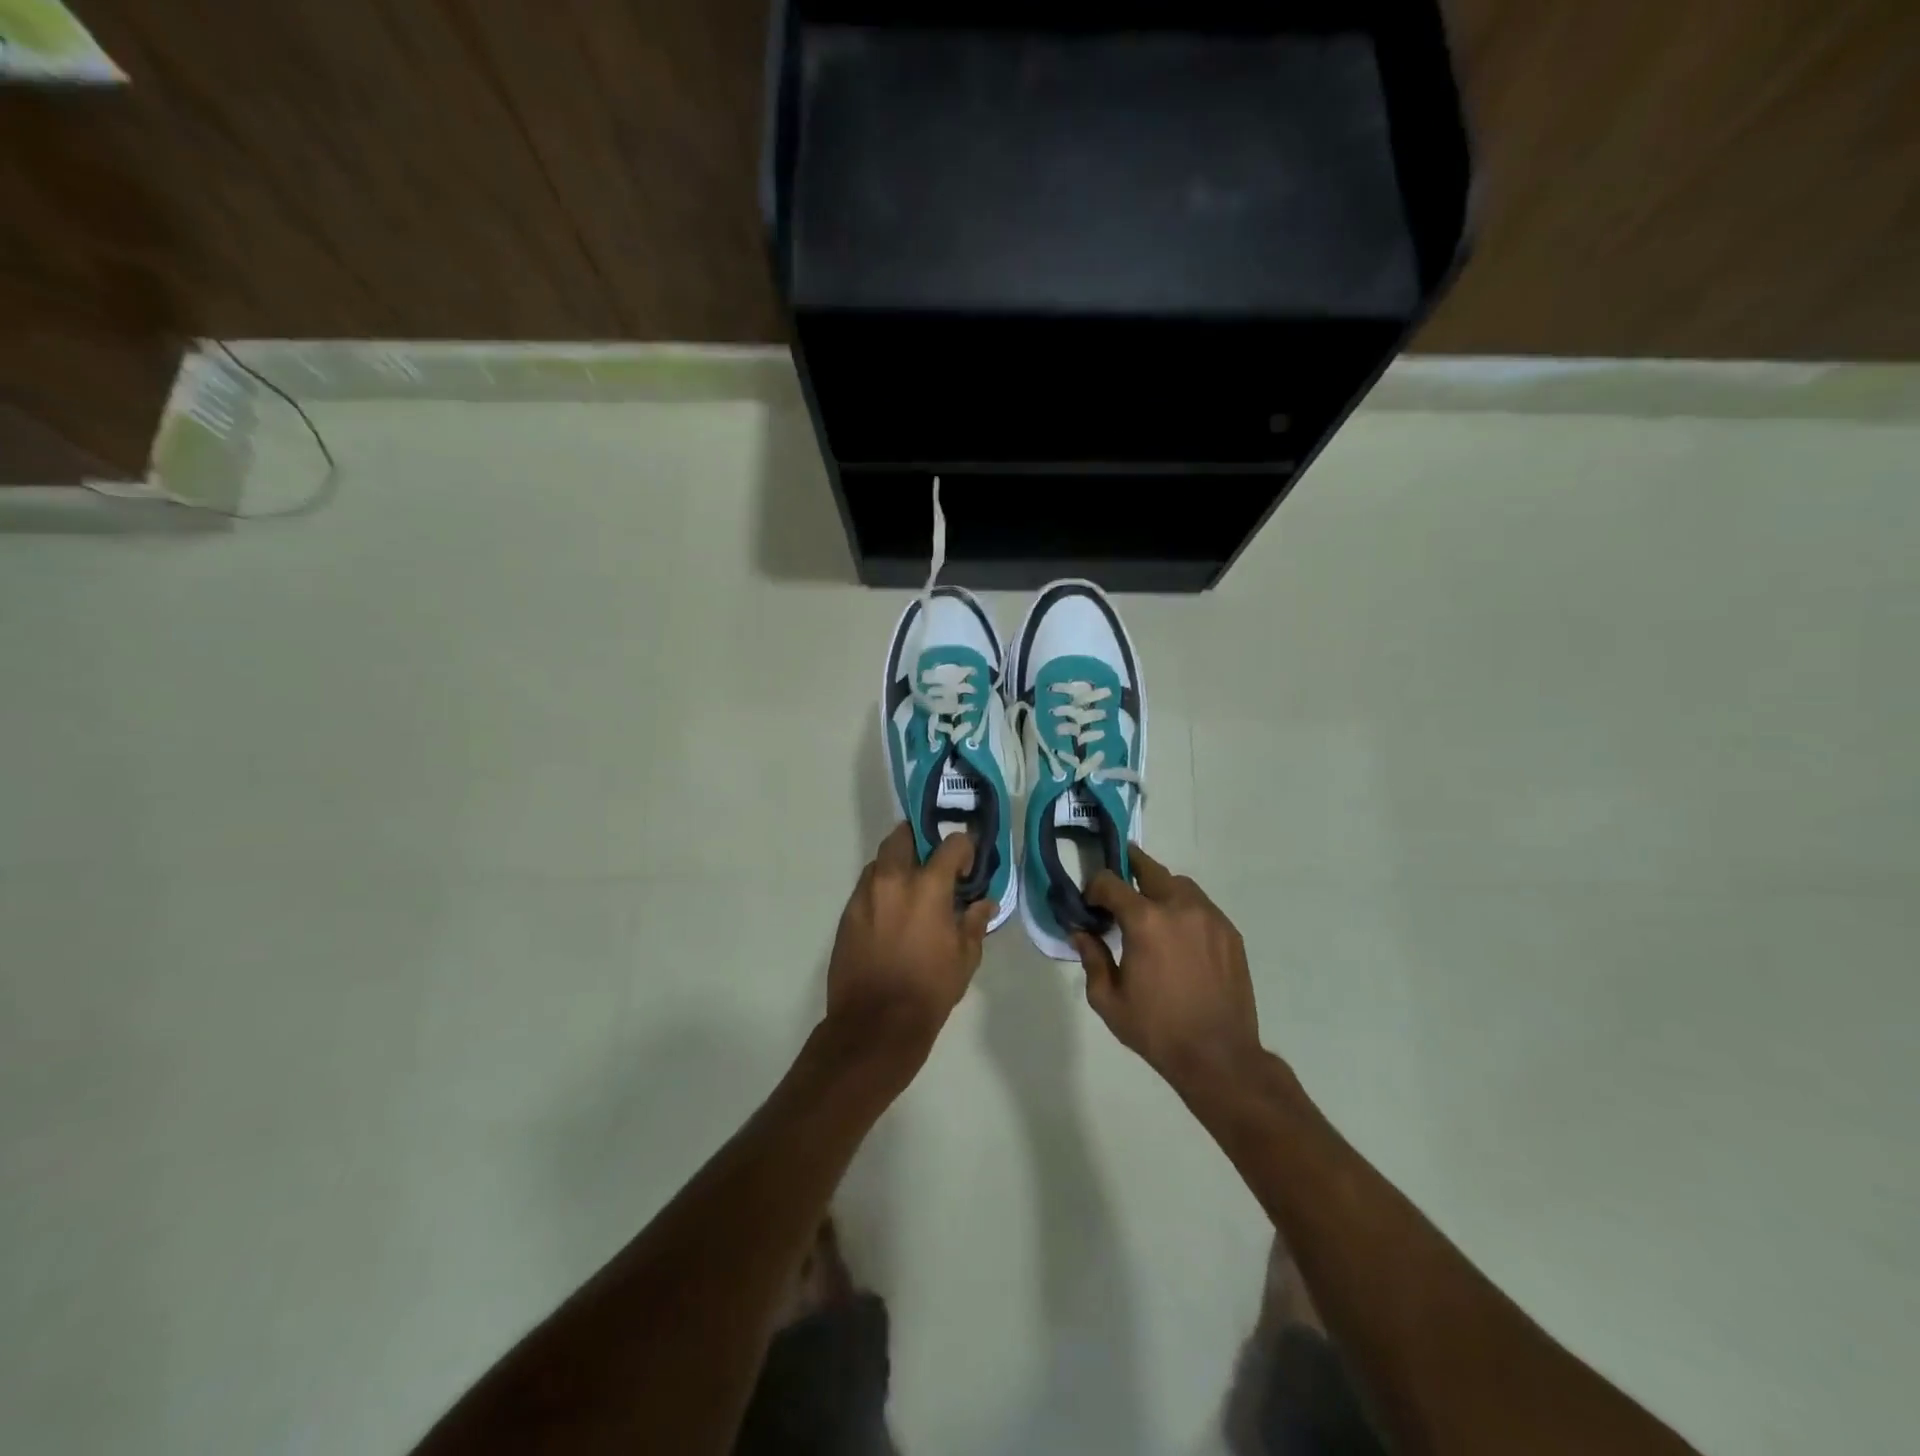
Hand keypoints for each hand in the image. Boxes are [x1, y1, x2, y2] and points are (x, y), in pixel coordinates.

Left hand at [826, 823, 995, 1053]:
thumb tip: (984, 903)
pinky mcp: (847, 913)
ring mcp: (865, 894)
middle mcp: (893, 879)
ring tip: (911, 888)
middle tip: (933, 862)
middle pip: (903, 836)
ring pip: (881, 860)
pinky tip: (892, 912)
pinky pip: (866, 886)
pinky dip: (881, 888)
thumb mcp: (965, 958)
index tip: (967, 868)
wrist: (875, 1023)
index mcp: (928, 886)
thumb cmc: (929, 989)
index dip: (965, 849)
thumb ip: (975, 922)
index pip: (952, 844)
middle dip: (920, 840)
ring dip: (898, 864)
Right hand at [1073, 846, 1262, 1087]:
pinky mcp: (1230, 932)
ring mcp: (1209, 917)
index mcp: (1145, 921)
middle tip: (1116, 885)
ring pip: (1179, 883)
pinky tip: (1178, 934)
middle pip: (1149, 868)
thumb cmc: (1156, 1029)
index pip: (1110, 882)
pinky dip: (1184, 908)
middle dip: (1128, 868)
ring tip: (1150, 911)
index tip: (1090, 904)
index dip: (1094, 887)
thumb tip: (1080, 933)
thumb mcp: (1108, 999)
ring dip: (1159, 888)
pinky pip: (1201, 905)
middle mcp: (1179, 907)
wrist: (1218, 1056)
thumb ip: (1091, 958)